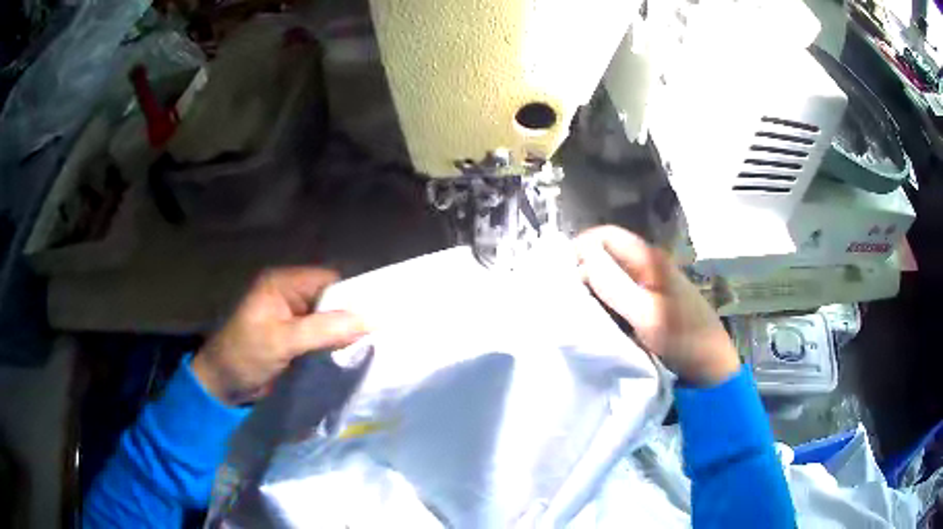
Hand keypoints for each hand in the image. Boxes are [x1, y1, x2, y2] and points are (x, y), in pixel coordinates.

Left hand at [192, 268, 366, 405]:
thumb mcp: (282, 340)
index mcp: (283, 282)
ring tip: (374, 345)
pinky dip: (335, 344)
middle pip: (332, 299)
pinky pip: (321, 335)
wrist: (222, 385)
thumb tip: (371, 319)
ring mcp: (292, 317)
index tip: (381, 314)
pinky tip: (353, 354)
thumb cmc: (245, 355)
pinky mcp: (294, 338)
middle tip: (381, 334)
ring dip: (345, 332)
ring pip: (329, 319)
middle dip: (352, 316)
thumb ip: (324, 329)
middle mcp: (290, 294)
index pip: (329, 280)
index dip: (354, 295)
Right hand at [575, 226, 739, 385]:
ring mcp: (648, 284)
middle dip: (583, 269)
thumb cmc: (682, 339)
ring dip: (591, 287)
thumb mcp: (647, 315)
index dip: (581, 248)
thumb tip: (583, 256)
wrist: (709, 367)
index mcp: (650, 259)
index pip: (605, 235)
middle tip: (566, 297)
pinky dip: (603, 301)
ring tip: (575, 309)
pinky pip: (618, 293)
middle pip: (606, 254)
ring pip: (610, 274)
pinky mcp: (648, 302)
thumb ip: (615, 285)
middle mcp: (647, 265)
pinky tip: (594, 318)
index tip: (562, 276)